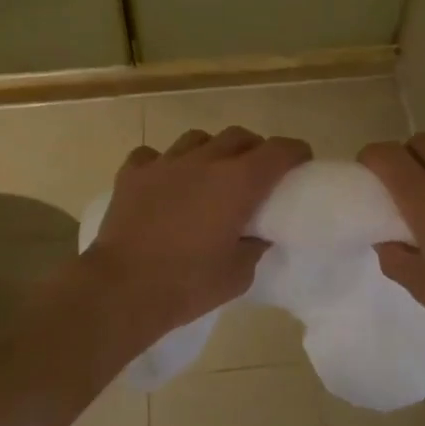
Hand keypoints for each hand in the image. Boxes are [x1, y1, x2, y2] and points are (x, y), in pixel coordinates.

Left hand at [86, 126, 311, 338]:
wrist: (122, 289)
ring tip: (210, 173)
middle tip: (257, 171)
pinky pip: (153, 155)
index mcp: (238, 183)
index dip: (295, 152)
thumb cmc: (188, 284)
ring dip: (211, 150)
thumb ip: (254, 247)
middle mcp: (205, 161)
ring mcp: (165, 163)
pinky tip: (164, 182)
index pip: (278, 151)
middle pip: (239, 136)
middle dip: (254, 148)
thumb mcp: (238, 275)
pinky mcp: (132, 173)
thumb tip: (256, 234)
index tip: (301, 162)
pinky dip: (164, 164)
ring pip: (197, 138)